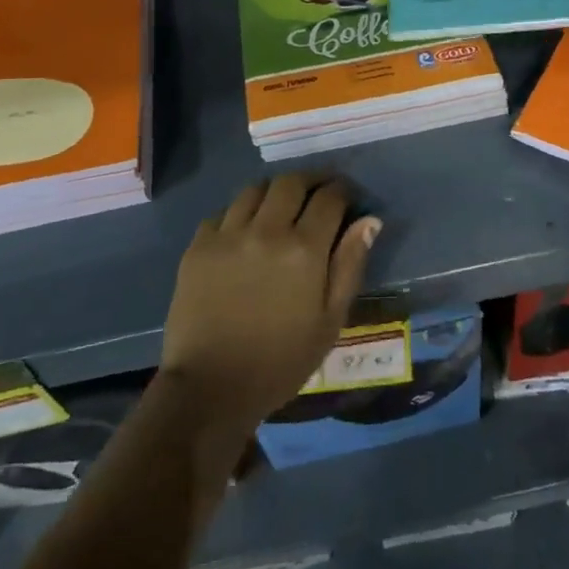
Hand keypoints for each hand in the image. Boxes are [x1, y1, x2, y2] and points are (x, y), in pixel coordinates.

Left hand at [160, 175, 380, 434]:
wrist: (211, 388)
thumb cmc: (281, 360)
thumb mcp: (330, 320)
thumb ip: (350, 265)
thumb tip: (369, 220)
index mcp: (304, 249)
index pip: (330, 197)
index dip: (343, 190)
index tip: (347, 195)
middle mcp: (267, 230)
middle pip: (292, 182)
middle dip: (311, 181)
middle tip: (318, 192)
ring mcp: (228, 235)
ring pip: (255, 189)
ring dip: (275, 191)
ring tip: (281, 206)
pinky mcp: (198, 246)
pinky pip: (223, 212)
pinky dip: (240, 212)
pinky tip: (245, 230)